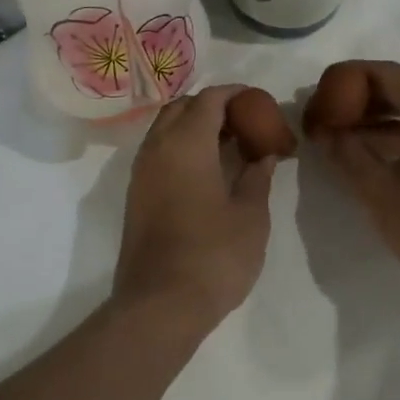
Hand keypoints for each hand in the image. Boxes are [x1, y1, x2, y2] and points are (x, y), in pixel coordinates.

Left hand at [113, 85, 288, 330]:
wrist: (161, 304)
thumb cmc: (215, 255)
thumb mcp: (251, 215)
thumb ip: (258, 177)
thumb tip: (264, 155)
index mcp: (186, 144)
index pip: (209, 99)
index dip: (236, 94)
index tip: (259, 103)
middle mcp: (156, 149)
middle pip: (181, 108)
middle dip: (212, 107)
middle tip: (244, 124)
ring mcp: (140, 173)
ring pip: (165, 130)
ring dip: (194, 127)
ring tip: (229, 147)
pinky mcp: (136, 196)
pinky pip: (158, 153)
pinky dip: (181, 148)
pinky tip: (207, 172)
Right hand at [303, 61, 399, 290]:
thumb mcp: (377, 190)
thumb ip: (346, 153)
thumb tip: (326, 132)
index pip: (386, 73)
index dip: (350, 76)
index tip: (323, 90)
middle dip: (363, 100)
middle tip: (330, 116)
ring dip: (382, 120)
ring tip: (346, 139)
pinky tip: (379, 156)